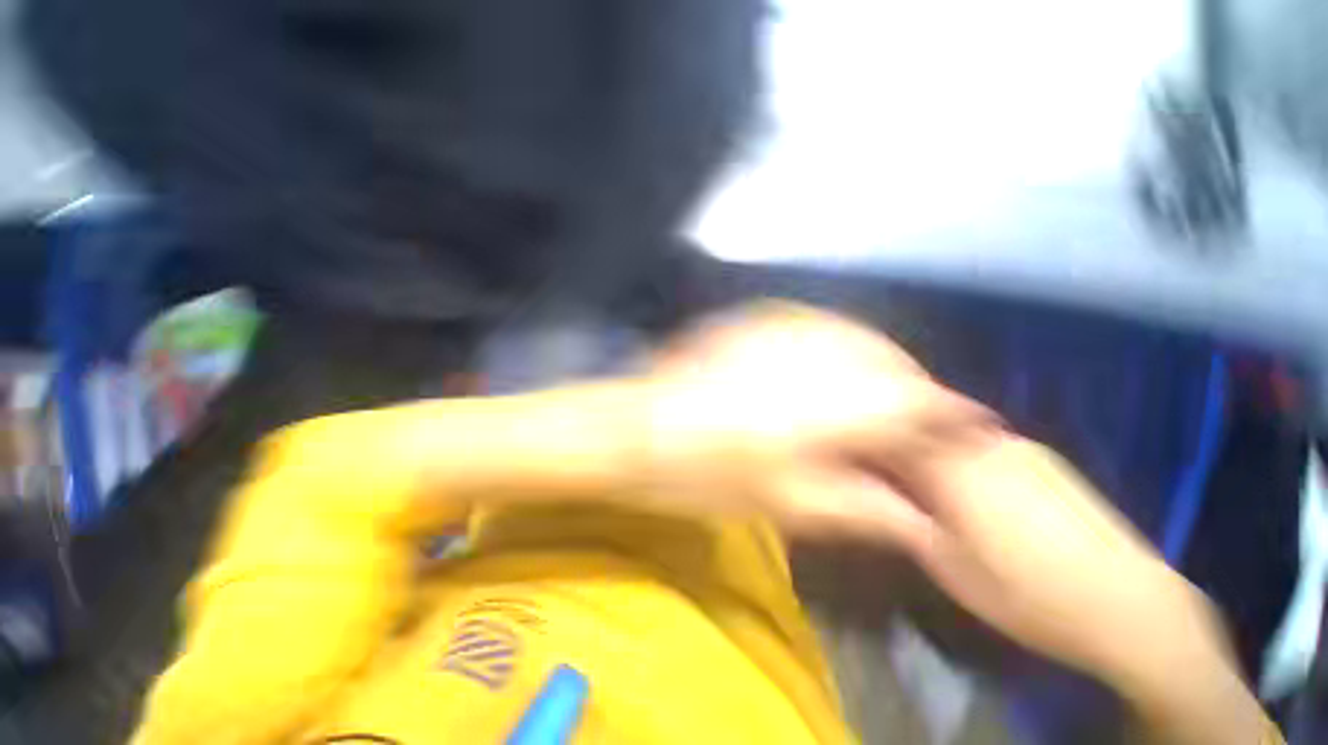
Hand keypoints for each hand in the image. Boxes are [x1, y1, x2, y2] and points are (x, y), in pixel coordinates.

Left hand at [637, 302, 994, 538]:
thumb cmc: (702, 477)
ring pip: (856, 335)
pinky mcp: (753, 321)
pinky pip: (817, 324)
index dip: (953, 415)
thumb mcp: (784, 505)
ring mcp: (779, 329)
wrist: (635, 430)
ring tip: (881, 395)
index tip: (975, 429)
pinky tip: (833, 366)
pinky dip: (841, 343)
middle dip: (916, 387)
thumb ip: (860, 508)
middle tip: (921, 421)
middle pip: (890, 361)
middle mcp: (812, 354)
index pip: (915, 402)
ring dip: (880, 362)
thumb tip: (923, 521)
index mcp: (825, 408)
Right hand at [879, 434, 1234, 693]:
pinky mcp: (1048, 461)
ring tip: (937, 486)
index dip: (877, 450)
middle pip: (926, 432)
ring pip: (957, 435)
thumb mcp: (953, 571)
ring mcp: (1021, 451)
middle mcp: (985, 451)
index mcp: (957, 475)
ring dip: (937, 451)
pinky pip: (988, 444)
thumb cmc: (1031, 599)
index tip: (870, 467)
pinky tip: (980, 490)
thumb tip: (886, 497)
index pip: (898, 442)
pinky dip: (969, 456)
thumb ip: (912, 523)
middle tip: (900, 479)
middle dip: (905, 448)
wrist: (1132, 608)